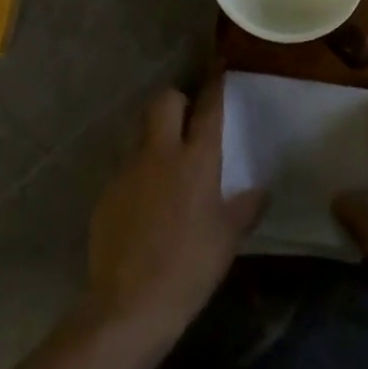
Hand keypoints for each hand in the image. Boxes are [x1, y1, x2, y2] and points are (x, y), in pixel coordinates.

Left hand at [84, 70, 263, 347]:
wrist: (130, 304)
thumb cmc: (190, 267)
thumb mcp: (227, 239)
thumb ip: (244, 208)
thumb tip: (260, 191)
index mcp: (196, 161)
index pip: (207, 108)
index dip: (214, 83)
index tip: (219, 65)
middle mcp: (160, 154)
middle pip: (164, 101)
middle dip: (177, 101)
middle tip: (188, 122)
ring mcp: (128, 170)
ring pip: (141, 131)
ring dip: (156, 135)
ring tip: (167, 165)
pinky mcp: (107, 191)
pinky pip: (127, 167)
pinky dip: (140, 173)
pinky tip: (146, 205)